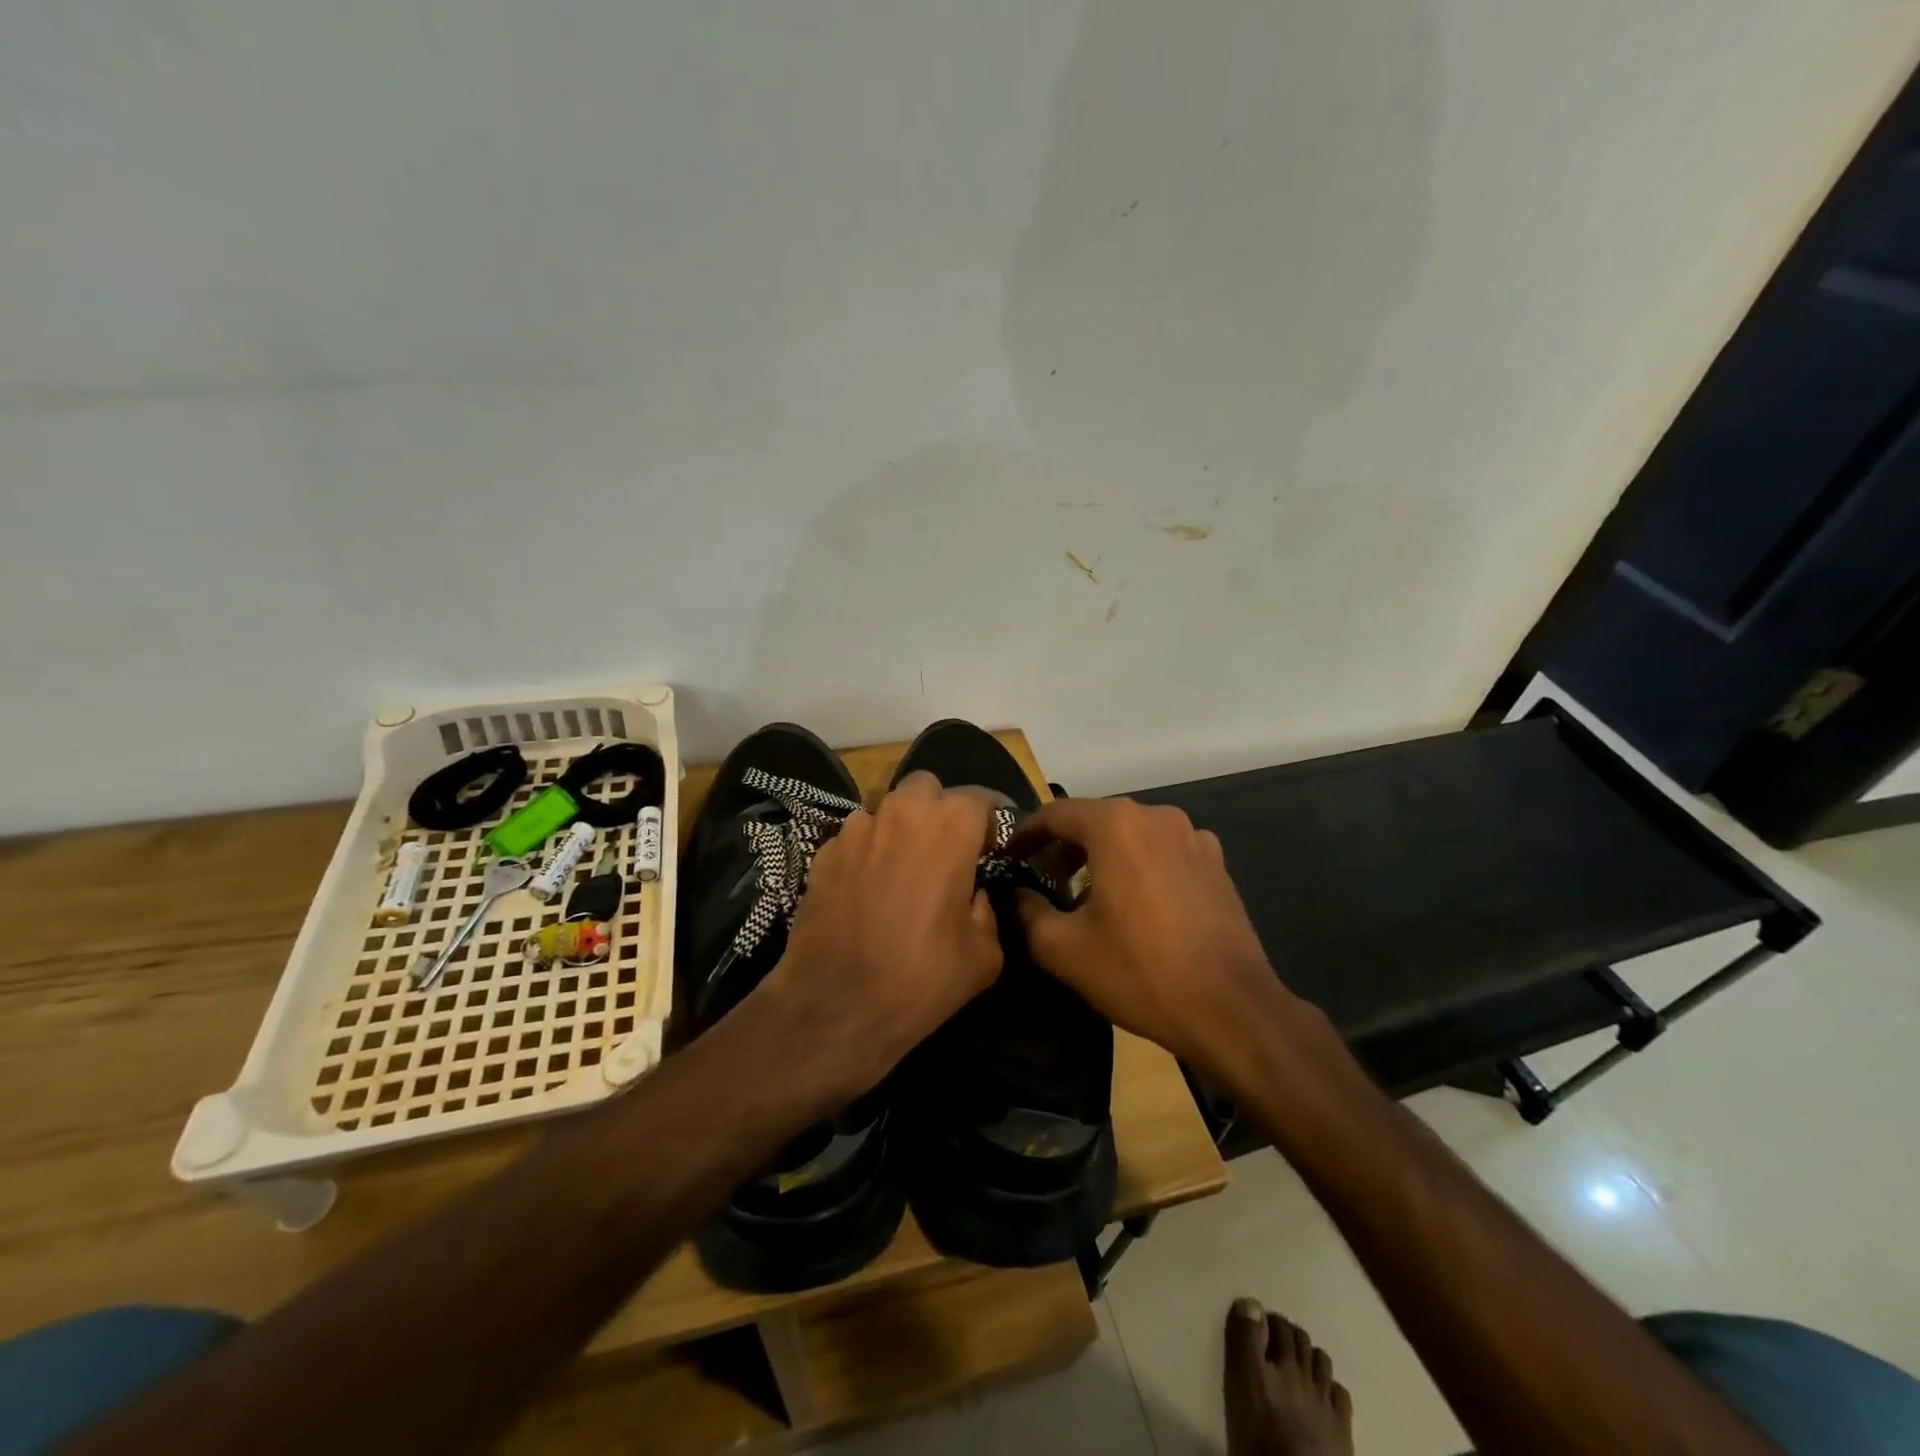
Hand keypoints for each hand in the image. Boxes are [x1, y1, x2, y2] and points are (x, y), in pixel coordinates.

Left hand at [758, 771, 1002, 1096]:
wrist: (834, 1007)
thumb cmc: (921, 979)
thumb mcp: (984, 955)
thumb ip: (987, 910)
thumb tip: (973, 895)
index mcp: (950, 827)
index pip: (981, 798)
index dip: (989, 823)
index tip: (991, 849)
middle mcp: (902, 813)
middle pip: (927, 788)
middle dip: (939, 810)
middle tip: (944, 851)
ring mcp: (856, 829)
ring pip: (886, 809)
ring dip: (899, 829)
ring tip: (899, 870)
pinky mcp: (823, 852)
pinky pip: (854, 837)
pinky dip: (865, 852)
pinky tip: (864, 889)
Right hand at [1009, 798, 1310, 1081]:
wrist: (1231, 1010)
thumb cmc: (1140, 971)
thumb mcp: (1064, 949)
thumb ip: (1026, 912)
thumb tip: (1016, 895)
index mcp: (1116, 825)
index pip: (1055, 814)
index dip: (1025, 835)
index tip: (1008, 858)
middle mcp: (1156, 816)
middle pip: (1095, 821)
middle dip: (1063, 849)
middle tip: (1042, 883)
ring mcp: (1193, 837)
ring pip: (1130, 836)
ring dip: (1102, 858)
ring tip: (1086, 898)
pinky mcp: (1216, 863)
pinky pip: (1162, 852)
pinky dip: (1138, 867)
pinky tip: (1135, 907)